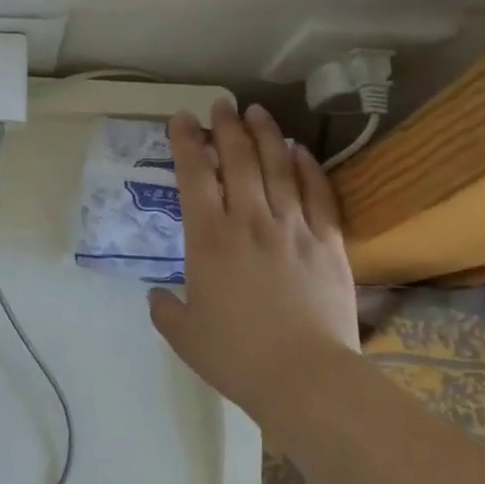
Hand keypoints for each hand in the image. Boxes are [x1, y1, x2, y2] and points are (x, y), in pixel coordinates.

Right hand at [146, 101, 358, 426]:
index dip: (186, 142)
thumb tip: (157, 294)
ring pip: (278, 167)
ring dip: (266, 135)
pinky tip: (300, 151)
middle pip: (238, 160)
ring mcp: (292, 228)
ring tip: (258, 112)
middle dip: (226, 127)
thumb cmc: (237, 357)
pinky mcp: (328, 242)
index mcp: (208, 239)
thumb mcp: (185, 336)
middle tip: (221, 104)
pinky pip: (317, 194)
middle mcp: (249, 221)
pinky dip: (308, 168)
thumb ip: (165, 309)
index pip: (195, 175)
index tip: (182, 119)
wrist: (306, 379)